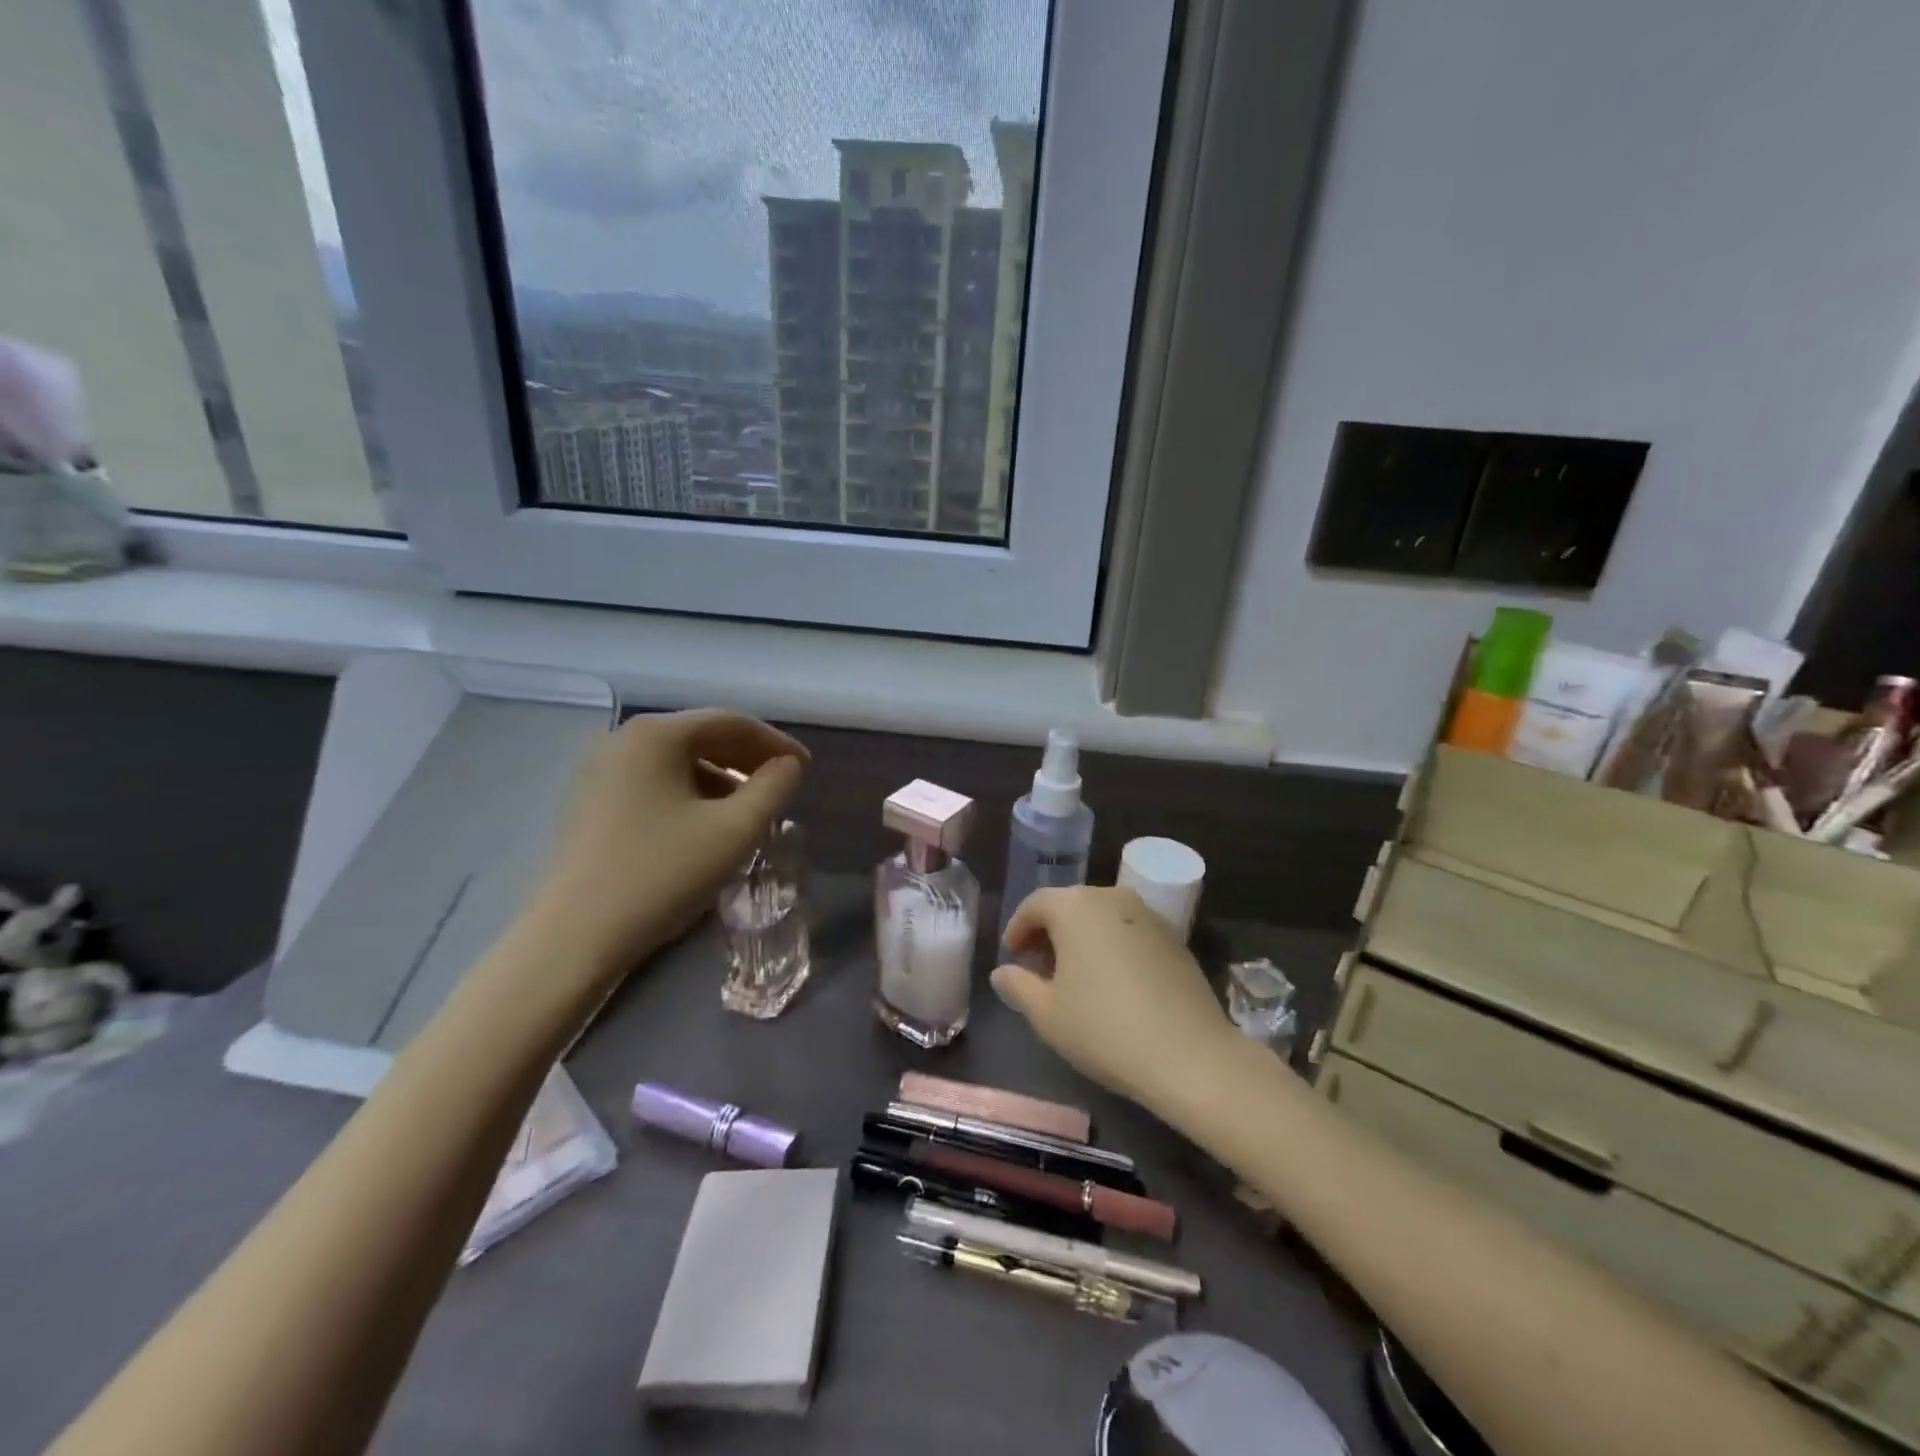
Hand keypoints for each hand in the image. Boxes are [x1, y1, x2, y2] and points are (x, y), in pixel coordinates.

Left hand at [530, 710, 805, 975]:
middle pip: (700, 736)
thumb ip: (773, 788)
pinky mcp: (589, 802)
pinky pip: (653, 783)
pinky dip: (690, 794)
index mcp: (655, 734)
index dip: (775, 743)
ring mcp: (599, 771)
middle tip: (783, 786)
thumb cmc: (662, 874)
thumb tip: (787, 766)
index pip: (730, 722)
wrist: (574, 937)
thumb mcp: (734, 830)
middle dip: (748, 759)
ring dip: (721, 779)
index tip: (806, 768)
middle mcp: (621, 739)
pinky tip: (707, 825)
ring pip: (677, 762)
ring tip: (750, 811)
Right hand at [991, 886, 1236, 1115]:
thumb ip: (1018, 985)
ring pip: (1101, 917)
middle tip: (1038, 970)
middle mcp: (1111, 897)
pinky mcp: (1174, 937)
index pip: (1034, 905)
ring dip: (1081, 939)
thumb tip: (1002, 972)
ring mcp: (1148, 914)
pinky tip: (1112, 983)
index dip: (1017, 930)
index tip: (1011, 958)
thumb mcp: (1047, 1014)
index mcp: (1075, 906)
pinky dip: (1112, 947)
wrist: (1189, 1055)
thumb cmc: (1104, 1029)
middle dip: (1049, 934)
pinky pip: (1129, 931)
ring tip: (1074, 979)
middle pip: (1069, 906)